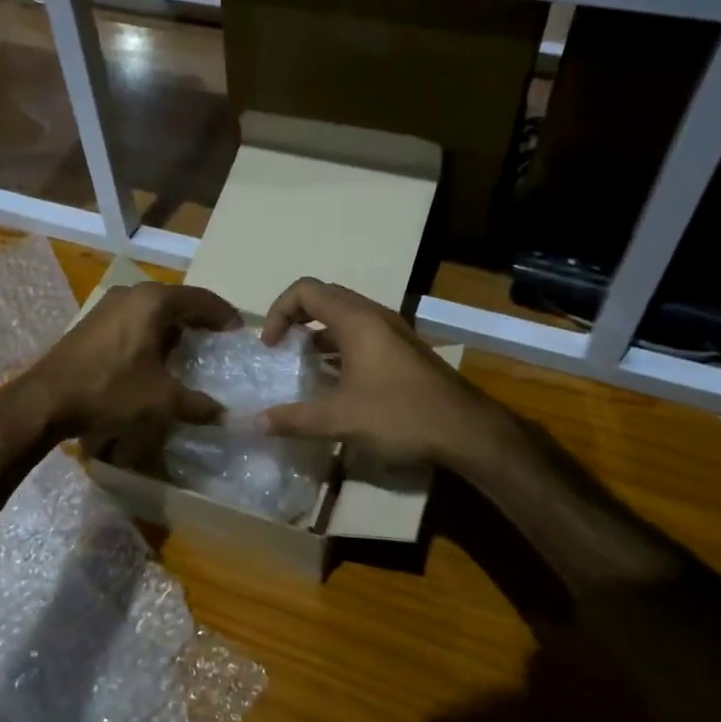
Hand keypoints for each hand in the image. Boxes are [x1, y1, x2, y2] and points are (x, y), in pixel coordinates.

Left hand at [23, 281, 239, 440]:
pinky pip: (135, 318)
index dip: (225, 316)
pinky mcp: (93, 320)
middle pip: (179, 301)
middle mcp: (132, 293)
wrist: (46, 400)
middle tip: (218, 342)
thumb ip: (199, 406)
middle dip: (201, 320)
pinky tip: (155, 357)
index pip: (203, 299)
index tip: (239, 335)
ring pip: (155, 309)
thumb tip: (227, 416)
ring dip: (175, 326)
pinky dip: (152, 331)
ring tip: (190, 351)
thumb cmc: (110, 391)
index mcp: (154, 302)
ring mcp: (109, 304)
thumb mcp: (162, 402)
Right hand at [259, 278, 502, 467]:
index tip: (271, 346)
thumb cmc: (399, 415)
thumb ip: (294, 419)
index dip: (279, 311)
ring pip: (346, 317)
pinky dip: (340, 347)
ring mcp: (394, 332)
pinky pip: (363, 335)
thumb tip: (254, 423)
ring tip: (303, 365)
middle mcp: (375, 316)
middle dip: (296, 318)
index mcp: (356, 320)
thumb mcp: (339, 420)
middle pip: (325, 298)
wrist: (466, 431)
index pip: (306, 290)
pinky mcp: (404, 351)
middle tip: (282, 349)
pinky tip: (335, 382)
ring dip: (319, 334)